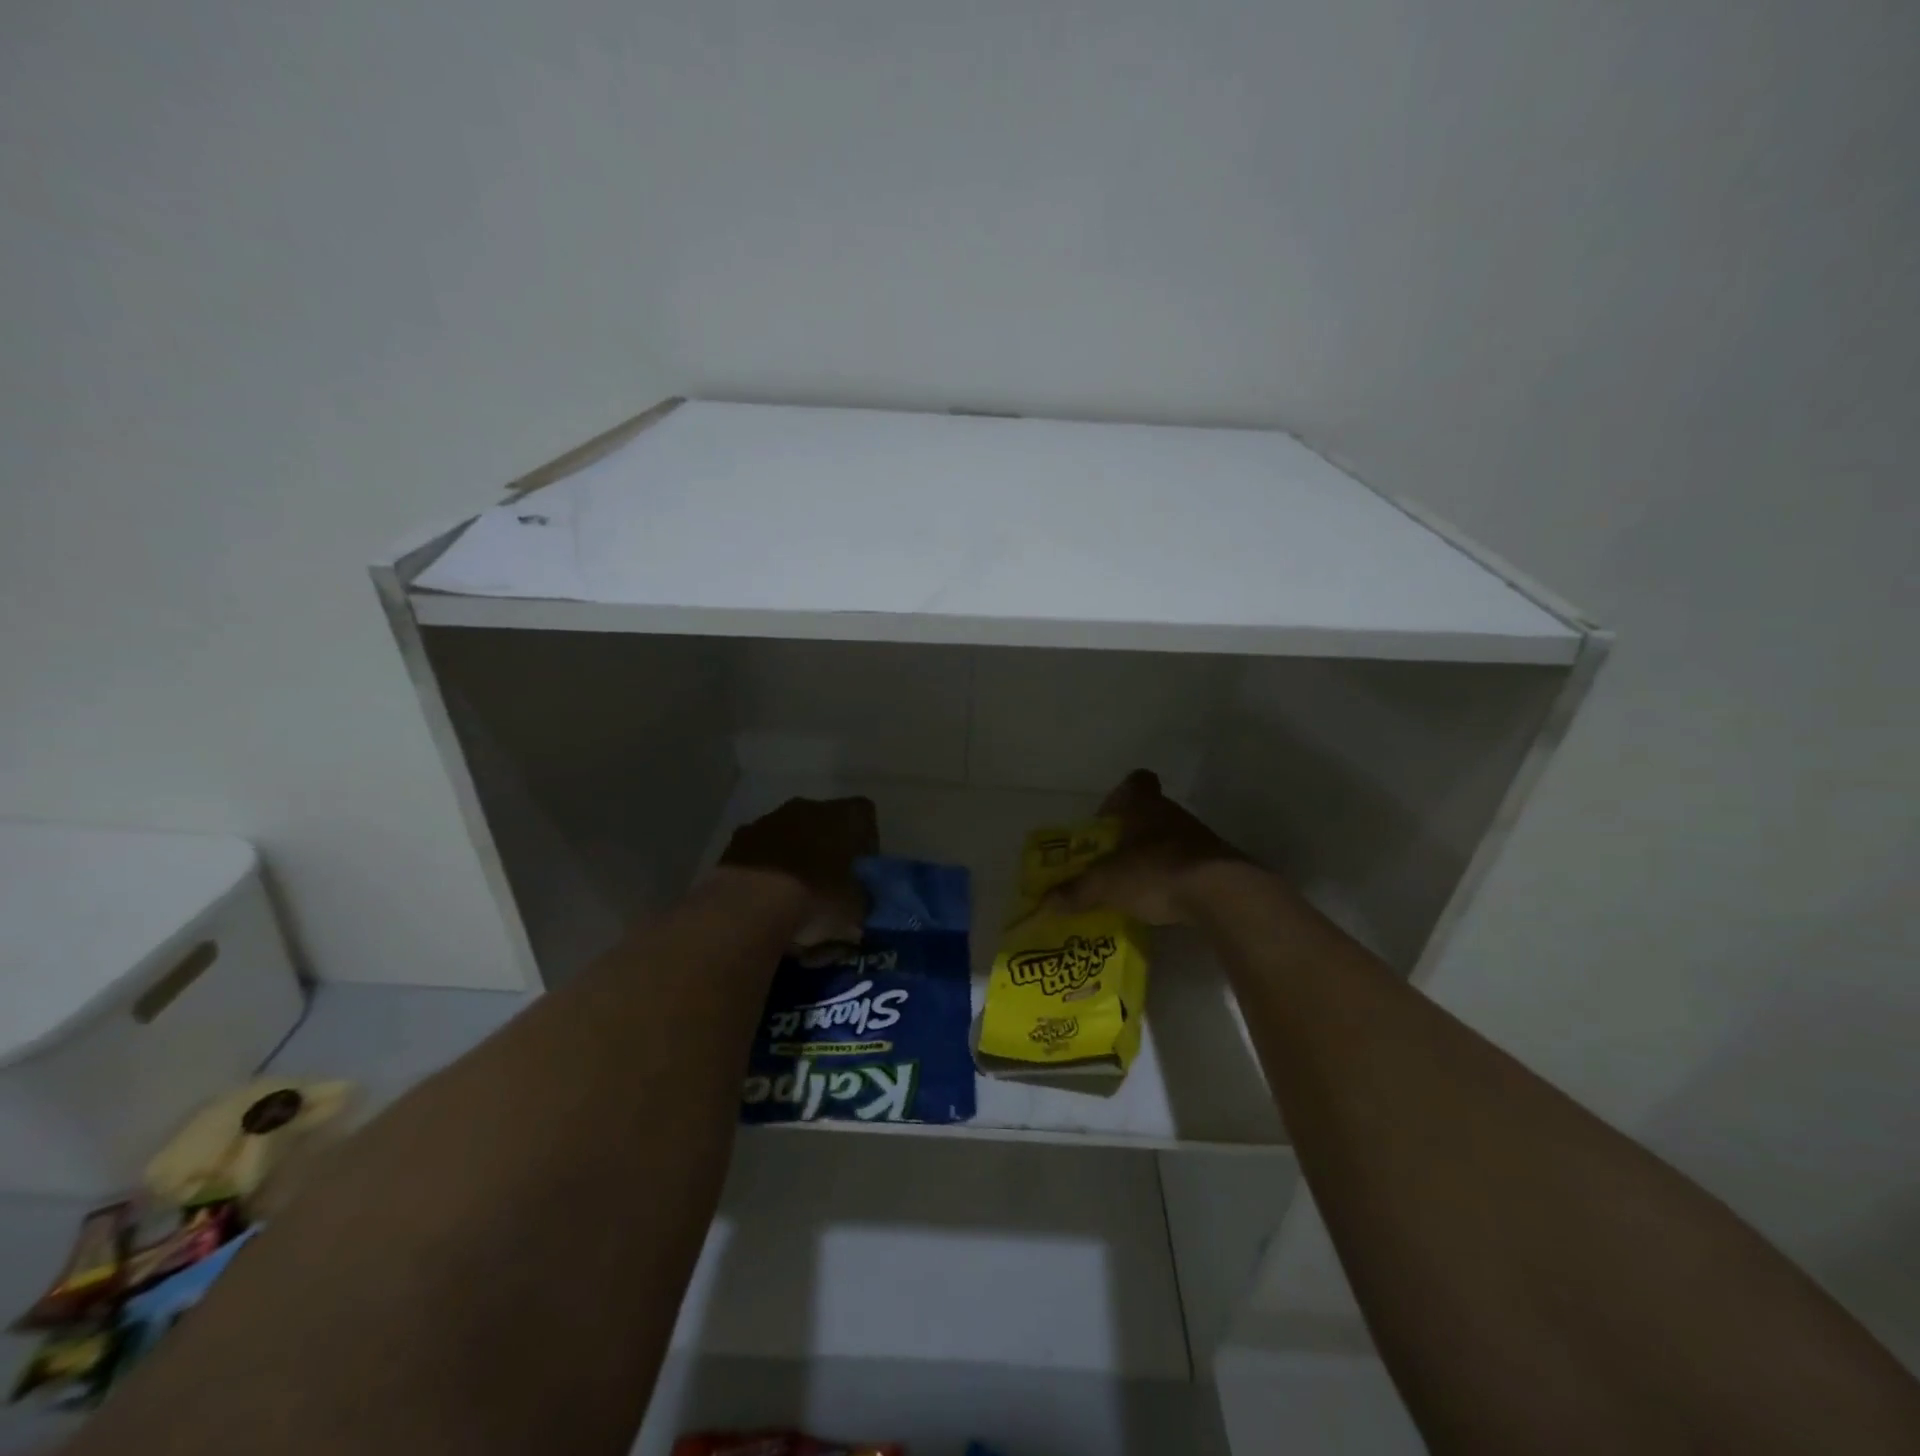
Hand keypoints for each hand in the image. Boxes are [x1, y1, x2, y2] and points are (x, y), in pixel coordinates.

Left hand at [717, 795, 877, 945]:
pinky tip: (765, 894)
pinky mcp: (738, 839)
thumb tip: (861, 901)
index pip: (865, 815)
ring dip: (794, 854)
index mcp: (844, 816)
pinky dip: (765, 865)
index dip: (866, 841)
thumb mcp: (856, 910)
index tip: (861, 868)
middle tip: (828, 881)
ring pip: (790, 832)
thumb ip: (863, 900)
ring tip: (793, 892)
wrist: (750, 905)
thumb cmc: (815, 899)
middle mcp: (808, 807)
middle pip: (824, 820)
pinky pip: (760, 848)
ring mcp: (769, 820)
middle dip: (827, 845)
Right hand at [1043, 769, 1246, 924]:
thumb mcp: (1106, 884)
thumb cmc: (1154, 872)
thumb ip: (1076, 892)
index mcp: (1144, 806)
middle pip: (1149, 813)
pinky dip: (1174, 877)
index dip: (1119, 796)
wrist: (1220, 893)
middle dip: (1130, 834)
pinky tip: (1162, 900)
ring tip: (1134, 884)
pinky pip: (1188, 864)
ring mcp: (1199, 838)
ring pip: (1169, 839)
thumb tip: (1046, 903)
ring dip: (1152, 856)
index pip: (1135, 782)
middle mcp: (1172, 814)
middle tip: (1111, 859)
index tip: (1106, 819)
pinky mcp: (1217, 864)